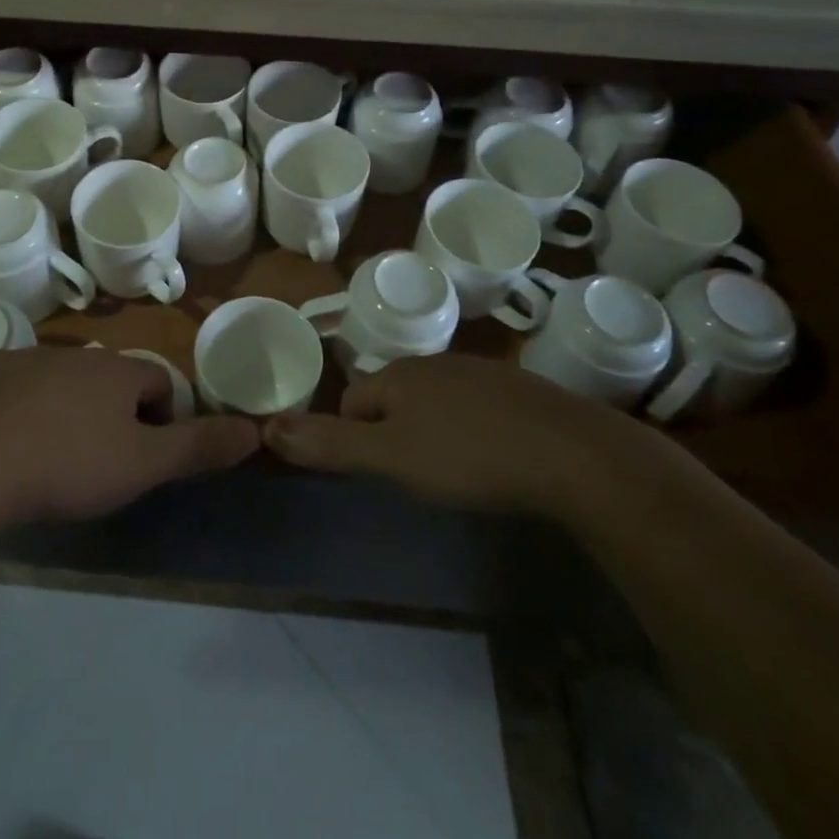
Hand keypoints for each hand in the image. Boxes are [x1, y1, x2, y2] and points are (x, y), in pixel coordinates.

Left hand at [0, 347, 260, 536]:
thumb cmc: (66, 466)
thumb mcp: (142, 465)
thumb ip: (198, 447)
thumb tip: (255, 432)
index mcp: (115, 371)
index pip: (157, 382)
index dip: (161, 419)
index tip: (143, 459)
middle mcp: (74, 355)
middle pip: (109, 380)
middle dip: (112, 415)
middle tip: (96, 465)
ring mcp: (23, 359)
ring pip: (60, 382)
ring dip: (65, 410)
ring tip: (49, 460)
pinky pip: (13, 387)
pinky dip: (18, 409)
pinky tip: (3, 447)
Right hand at [263, 354, 663, 522]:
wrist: (572, 454)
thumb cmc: (470, 457)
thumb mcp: (391, 458)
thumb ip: (330, 444)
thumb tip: (267, 426)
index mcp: (397, 375)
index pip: (352, 401)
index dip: (355, 439)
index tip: (380, 474)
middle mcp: (432, 362)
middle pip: (391, 396)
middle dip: (392, 432)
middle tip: (416, 475)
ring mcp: (476, 370)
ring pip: (432, 399)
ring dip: (431, 429)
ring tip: (453, 470)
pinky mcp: (514, 387)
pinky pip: (471, 404)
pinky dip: (470, 427)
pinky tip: (492, 456)